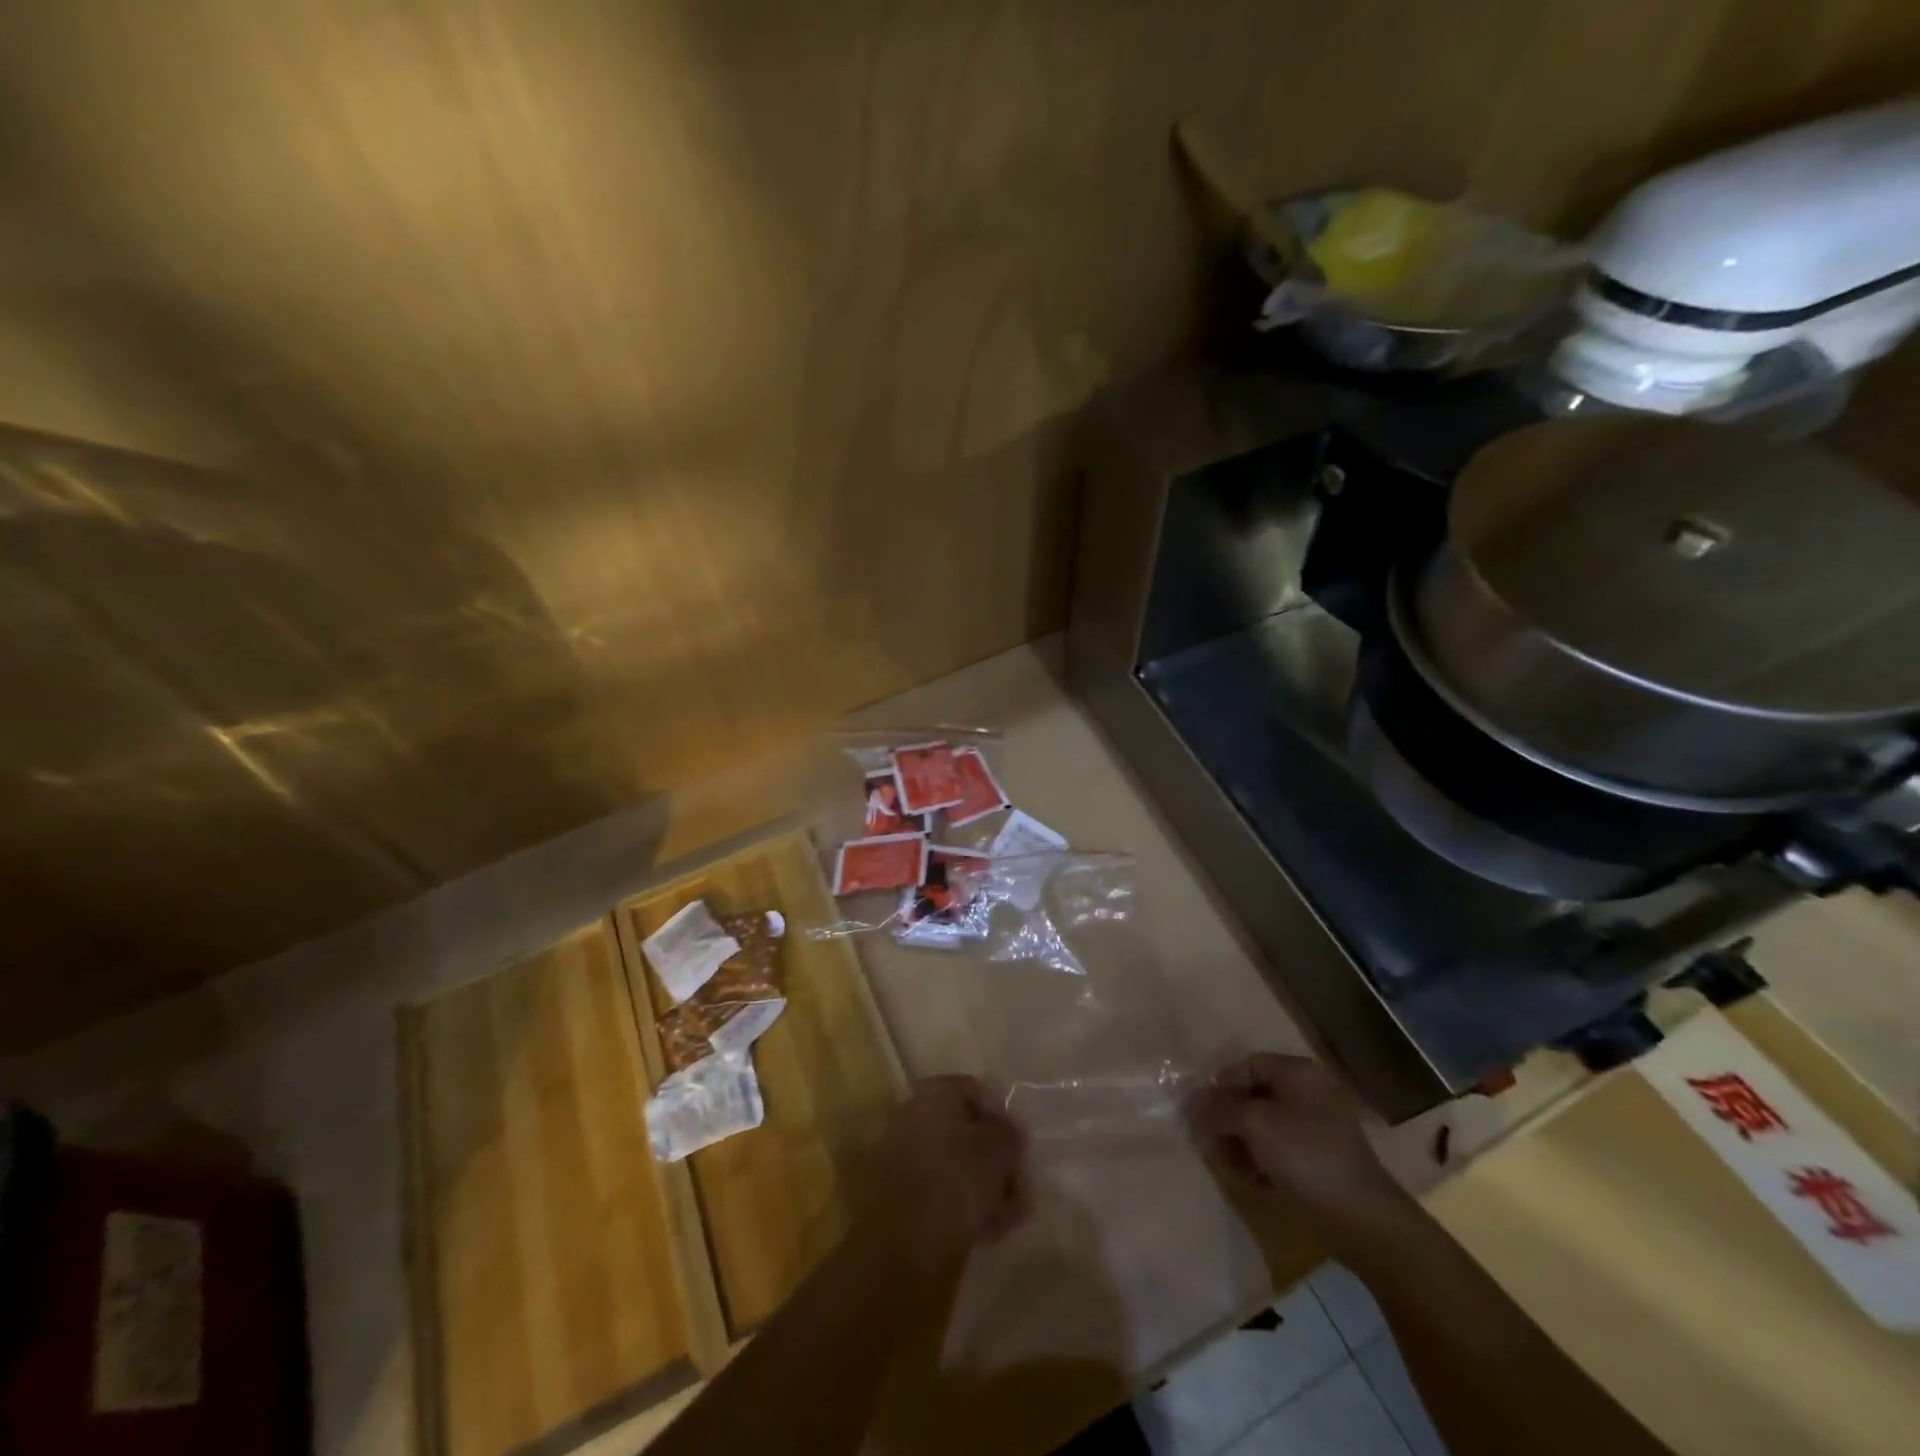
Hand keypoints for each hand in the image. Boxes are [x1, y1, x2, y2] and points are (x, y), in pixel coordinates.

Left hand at [863, 1075, 1031, 1273]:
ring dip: (990, 1187)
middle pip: (968, 1133)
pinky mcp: (905, 1197)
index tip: (1021, 1145)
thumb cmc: (956, 1177)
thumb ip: (1011, 1136)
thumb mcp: (998, 1150)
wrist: (904, 1240)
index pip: (976, 1091)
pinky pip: (945, 1193)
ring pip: (959, 1167)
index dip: (1003, 1116)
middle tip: (1022, 1183)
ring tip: (1014, 1213)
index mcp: (934, 1094)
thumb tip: (1012, 1135)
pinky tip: (994, 1229)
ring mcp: (908, 1158)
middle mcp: (917, 1118)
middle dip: (999, 1159)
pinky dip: (969, 1206)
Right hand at [1188, 1053, 1406, 1238]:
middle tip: (1210, 1142)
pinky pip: (1281, 1147)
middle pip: (1255, 1095)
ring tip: (1228, 1165)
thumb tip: (1190, 1100)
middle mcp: (1310, 1092)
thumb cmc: (1306, 1157)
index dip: (1220, 1085)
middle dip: (1228, 1118)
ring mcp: (1318, 1126)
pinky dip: (1262, 1158)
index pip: (1248, 1065)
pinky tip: (1252, 1179)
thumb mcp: (1256, 1125)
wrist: (1363, 1220)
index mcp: (1300, 1073)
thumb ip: (1219, 1108)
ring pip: (1265, 1124)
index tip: (1200, 1111)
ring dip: (1241, 1141)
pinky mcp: (1321, 1158)